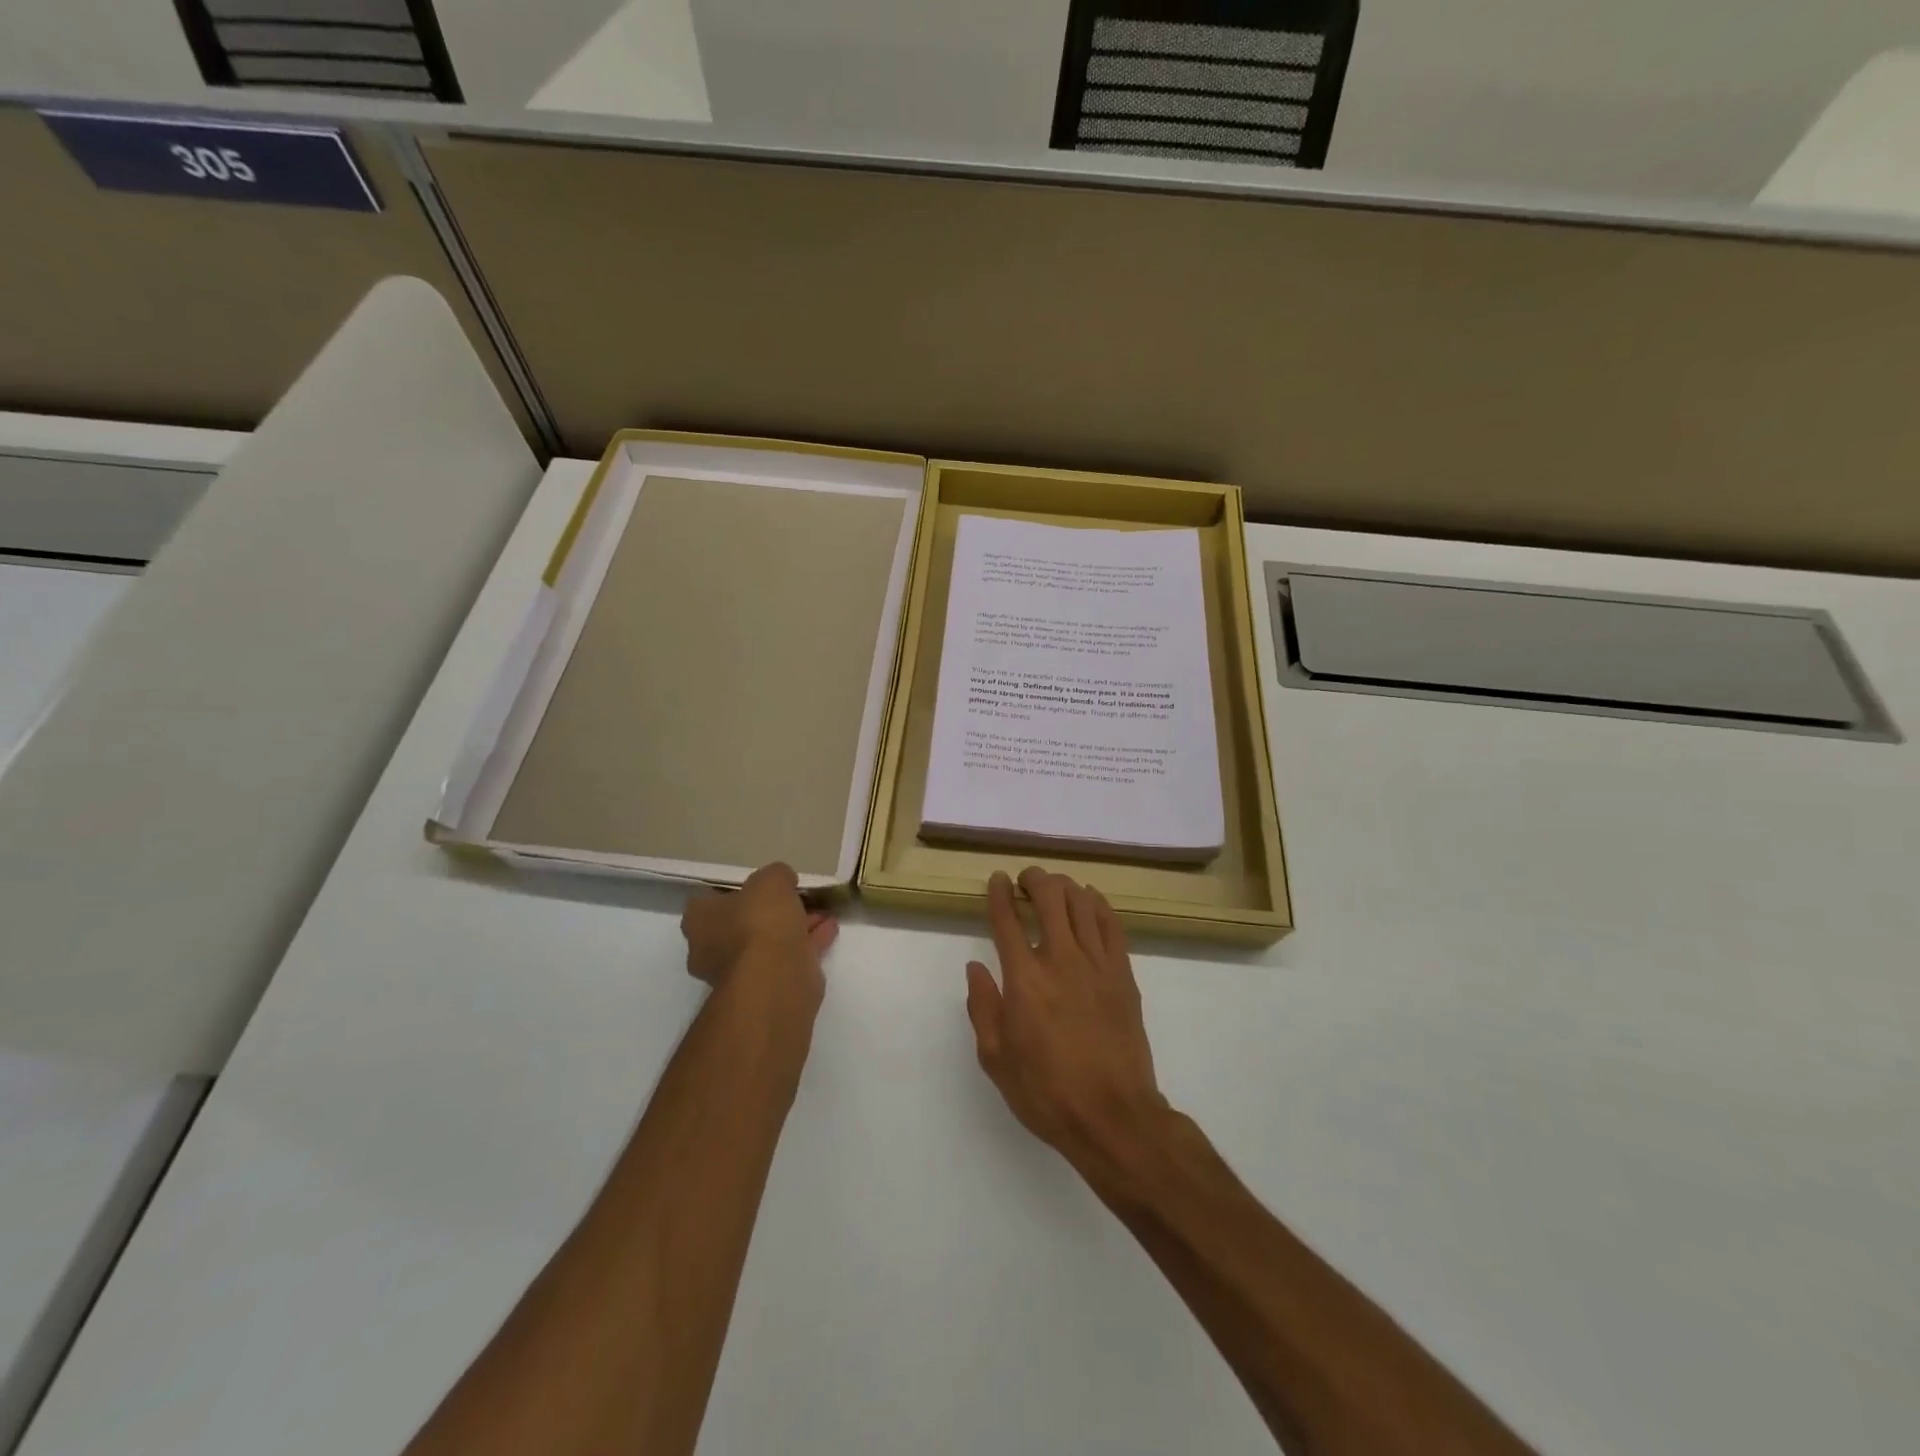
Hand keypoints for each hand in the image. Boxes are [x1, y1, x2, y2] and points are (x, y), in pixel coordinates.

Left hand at [681, 862, 837, 1003]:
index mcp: (700, 921)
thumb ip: (776, 875)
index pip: (712, 899)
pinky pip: (788, 957)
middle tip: (797, 896)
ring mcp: (739, 972)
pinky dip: (807, 942)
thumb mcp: (771, 880)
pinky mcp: (766, 987)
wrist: (776, 978)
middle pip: (743, 922)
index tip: (763, 883)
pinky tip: (829, 928)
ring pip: (769, 942)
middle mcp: (711, 948)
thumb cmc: (760, 922)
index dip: (739, 888)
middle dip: (772, 910)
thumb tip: (782, 881)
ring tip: (821, 911)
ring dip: (794, 926)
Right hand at [965, 868, 1170, 1183]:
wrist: (1113, 1115)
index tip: (997, 879)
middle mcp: (1060, 959)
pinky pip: (1112, 924)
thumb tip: (975, 968)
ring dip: (1065, 886)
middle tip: (1026, 880)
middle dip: (1034, 879)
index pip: (1007, 919)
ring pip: (1082, 903)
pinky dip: (1098, 904)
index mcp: (1024, 979)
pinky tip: (1090, 900)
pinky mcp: (1123, 973)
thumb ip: (983, 1007)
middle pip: (1049, 897)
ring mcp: (1097, 963)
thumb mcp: (996, 1059)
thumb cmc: (1046, 1092)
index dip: (999, 893)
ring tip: (1055, 887)